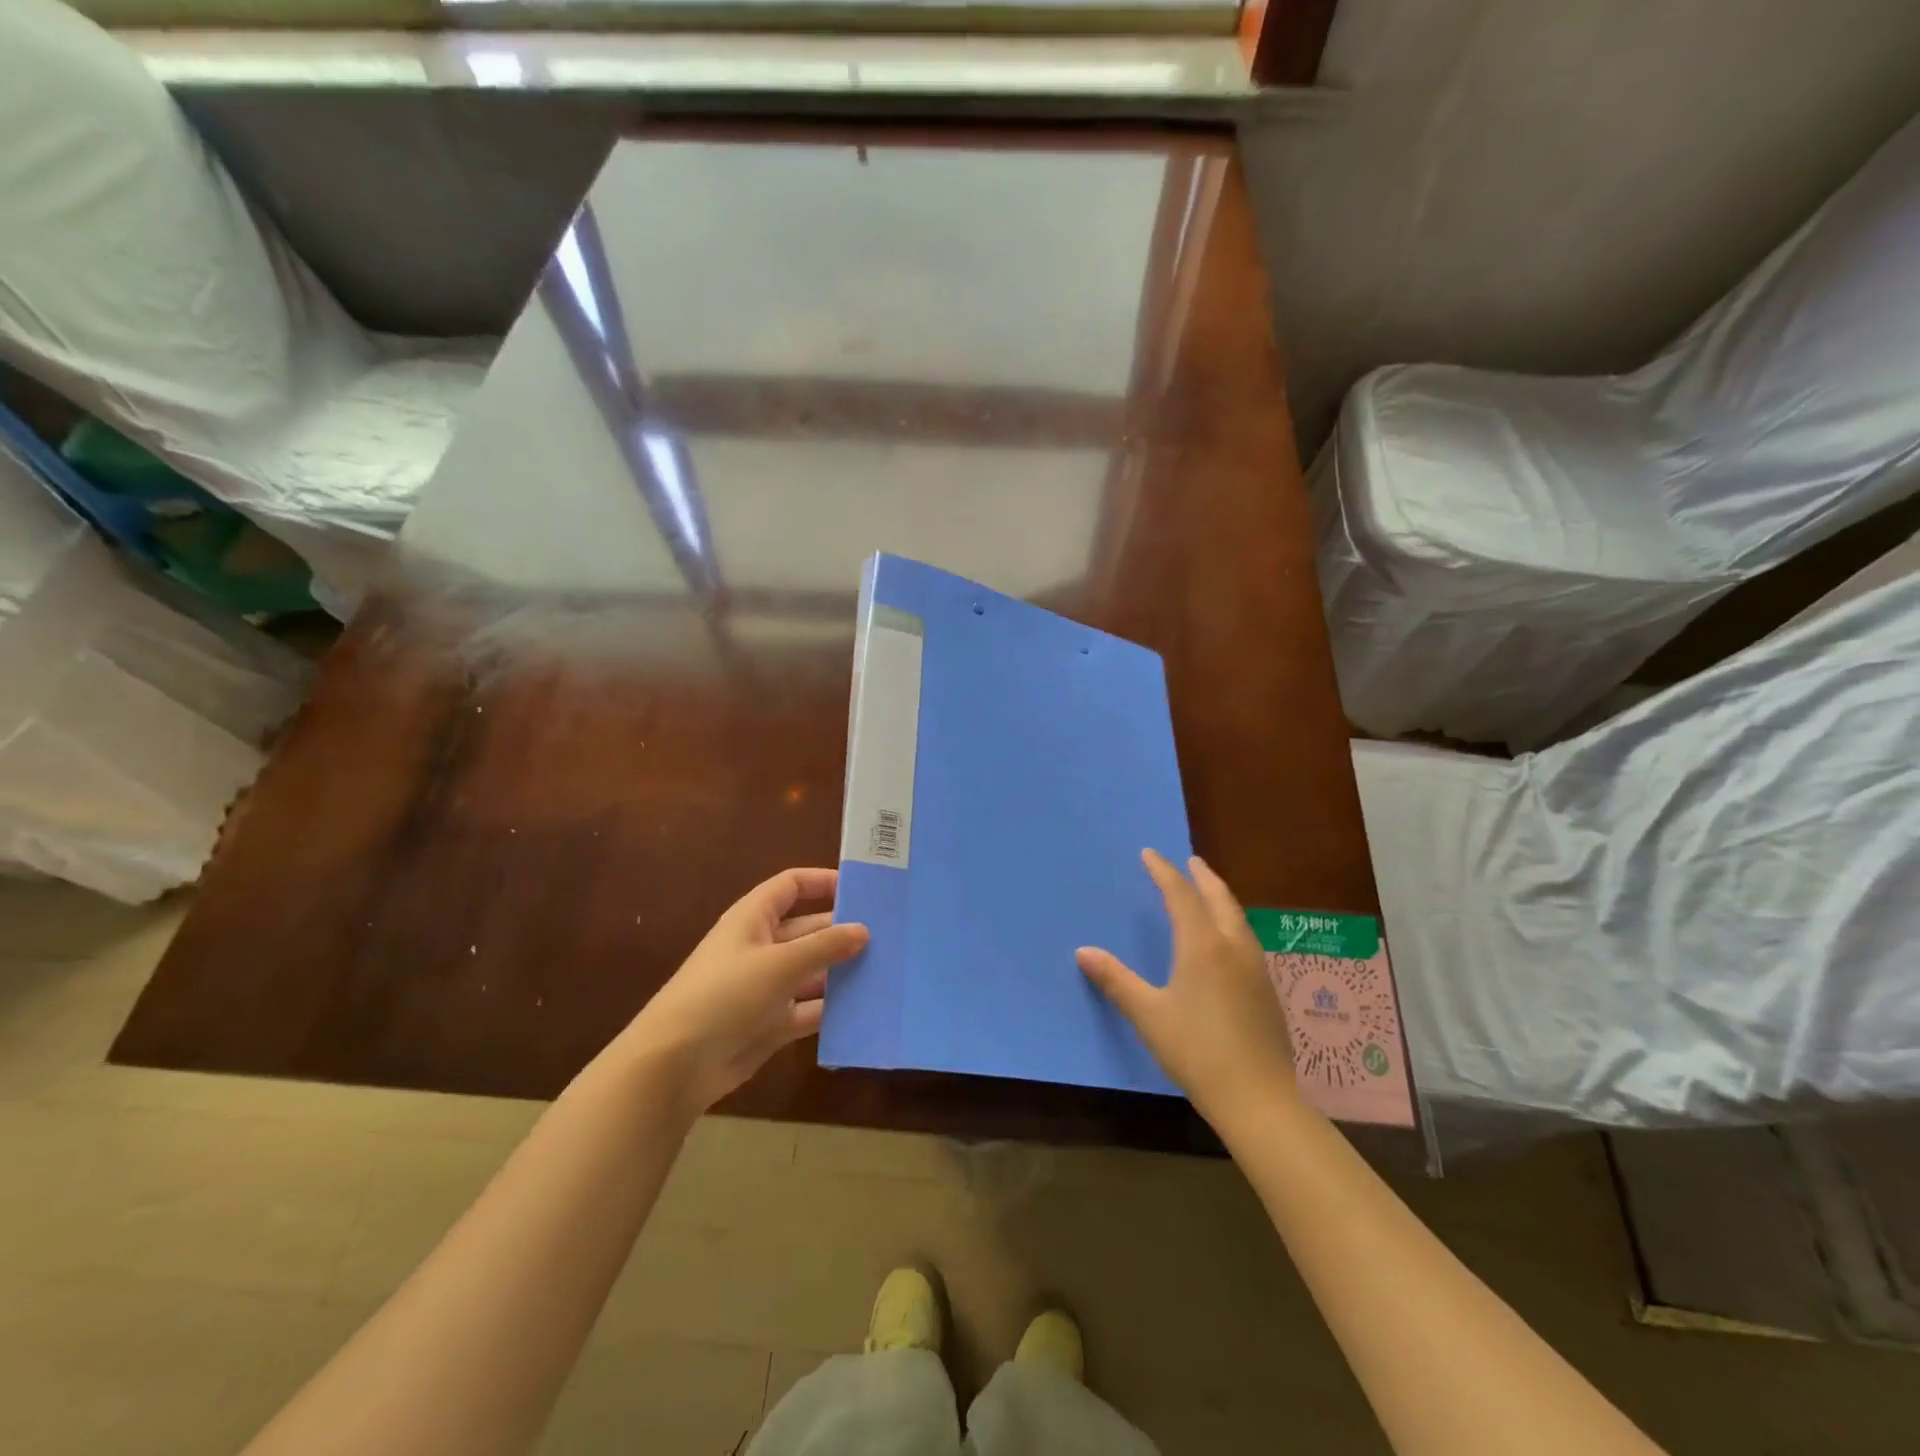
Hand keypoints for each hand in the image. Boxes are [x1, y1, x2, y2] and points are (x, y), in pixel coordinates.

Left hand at [618, 868, 868, 1118]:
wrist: (676, 1065)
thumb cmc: (725, 995)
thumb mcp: (780, 964)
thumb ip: (824, 946)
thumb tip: (863, 930)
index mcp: (753, 919)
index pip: (791, 886)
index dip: (823, 882)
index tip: (862, 889)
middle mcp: (760, 947)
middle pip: (808, 929)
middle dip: (842, 931)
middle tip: (888, 935)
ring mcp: (765, 987)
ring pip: (812, 971)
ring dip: (841, 971)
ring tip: (886, 969)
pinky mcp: (770, 1023)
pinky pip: (808, 1009)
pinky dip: (832, 1008)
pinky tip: (865, 1008)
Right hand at [1077, 850, 1298, 1127]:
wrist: (1259, 1098)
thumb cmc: (1197, 1052)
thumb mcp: (1149, 1015)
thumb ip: (1116, 980)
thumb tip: (1083, 951)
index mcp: (1203, 946)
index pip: (1181, 896)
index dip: (1164, 872)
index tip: (1150, 854)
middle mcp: (1233, 947)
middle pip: (1219, 899)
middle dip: (1203, 877)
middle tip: (1190, 861)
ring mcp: (1256, 968)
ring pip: (1238, 918)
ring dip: (1221, 898)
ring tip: (1208, 892)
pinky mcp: (1267, 990)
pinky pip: (1246, 938)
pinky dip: (1231, 922)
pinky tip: (1226, 940)